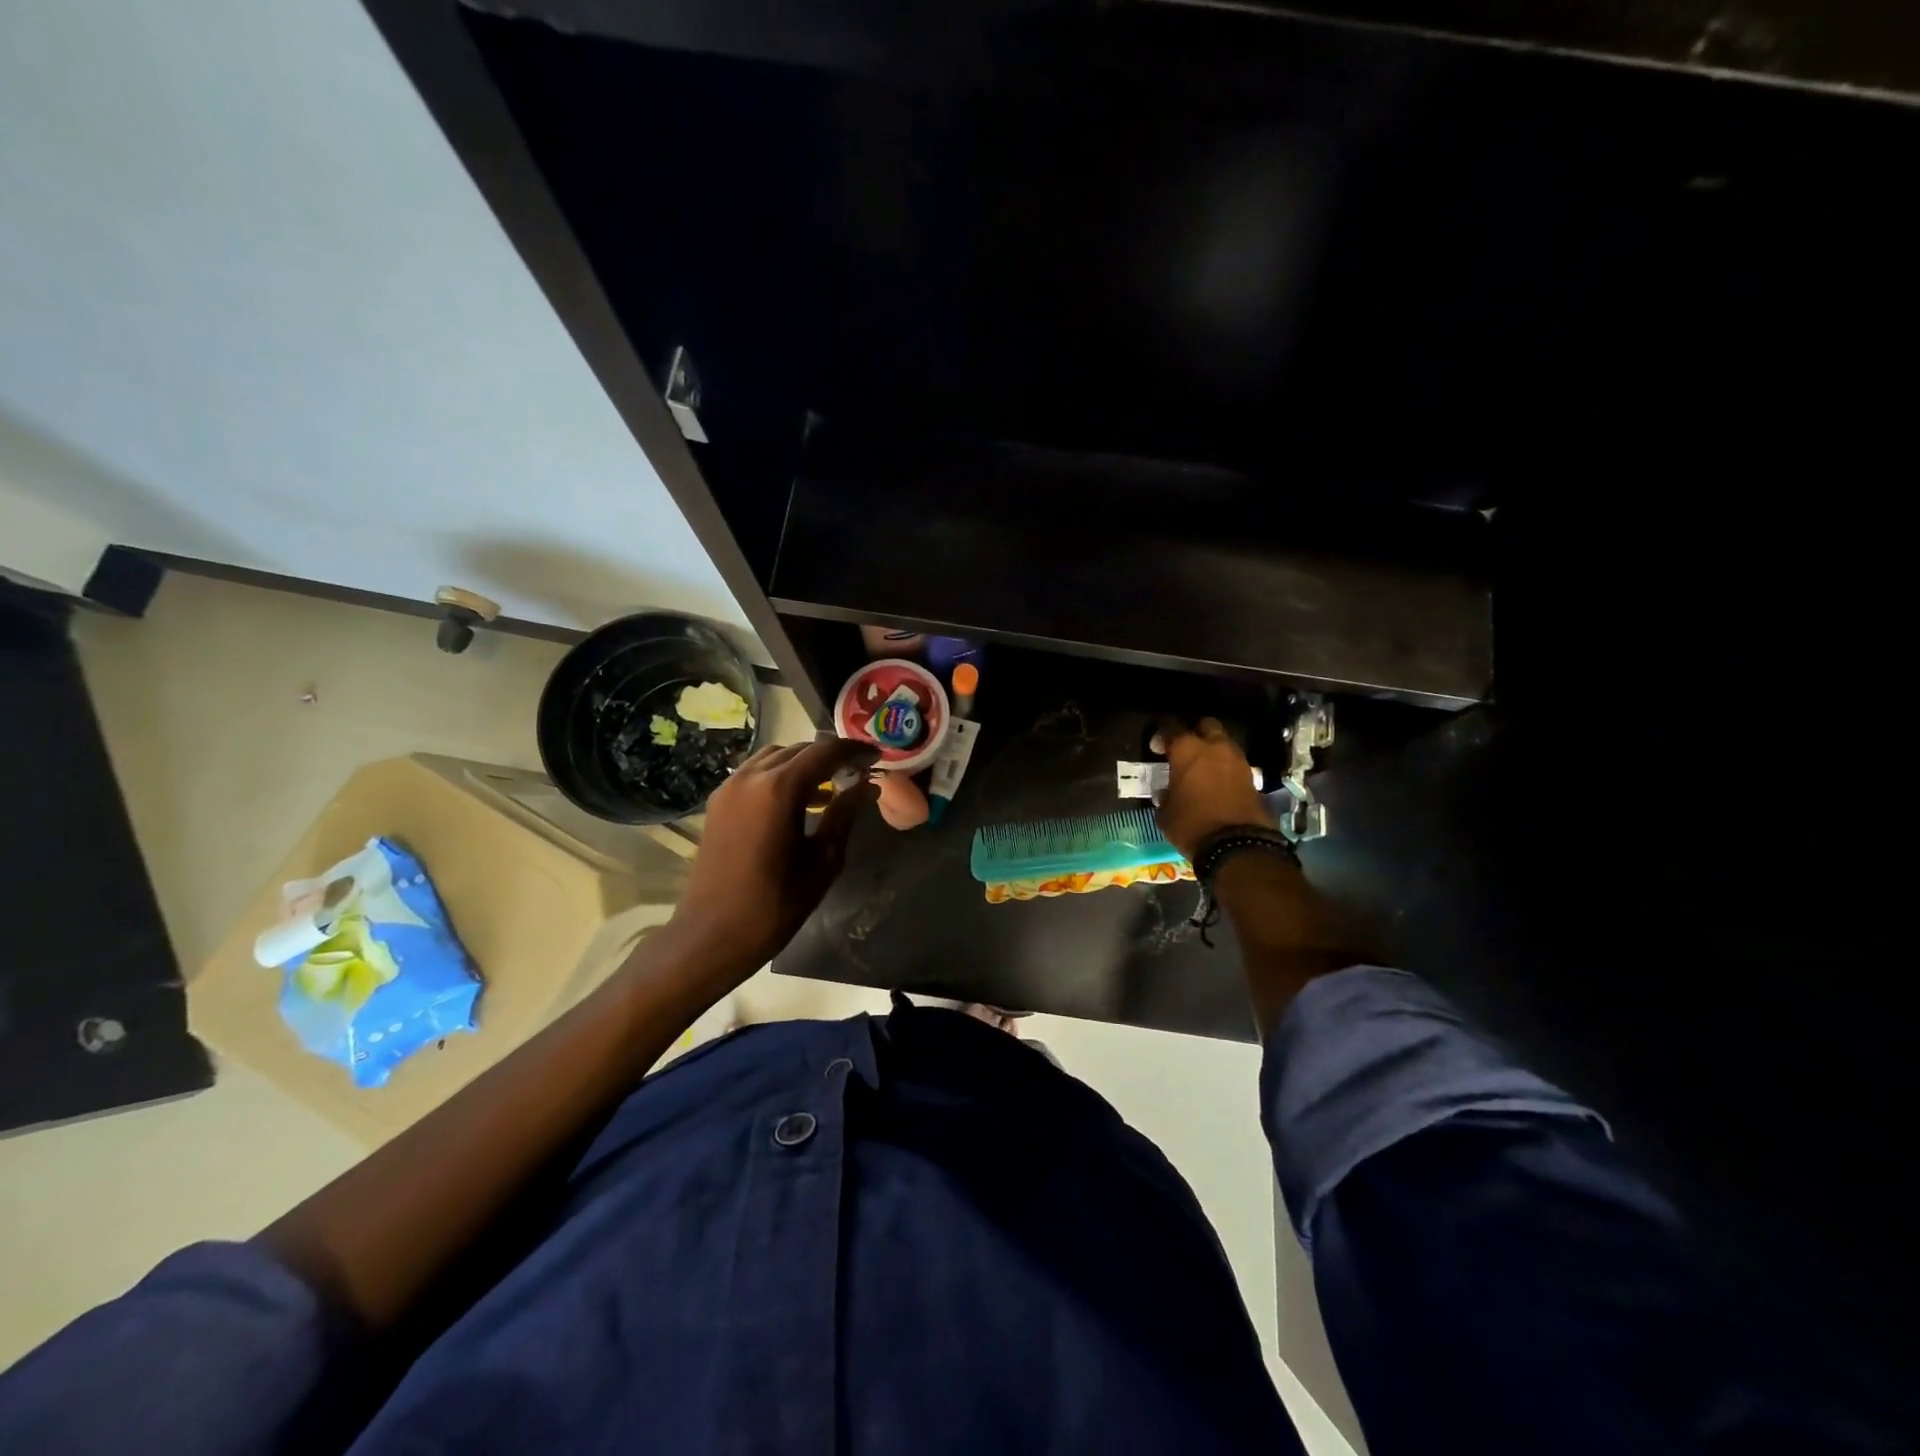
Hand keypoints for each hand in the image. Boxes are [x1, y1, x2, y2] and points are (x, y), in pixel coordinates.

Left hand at [672, 737, 880, 973]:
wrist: (711, 936)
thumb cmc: (775, 905)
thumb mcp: (822, 861)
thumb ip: (845, 815)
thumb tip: (869, 787)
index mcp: (779, 789)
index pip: (824, 752)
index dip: (854, 750)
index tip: (876, 758)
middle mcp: (751, 777)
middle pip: (799, 750)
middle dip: (830, 755)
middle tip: (857, 772)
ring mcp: (729, 787)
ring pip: (775, 757)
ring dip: (804, 763)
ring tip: (829, 785)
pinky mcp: (718, 802)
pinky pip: (755, 773)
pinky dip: (780, 775)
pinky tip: (797, 801)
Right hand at [1153, 717, 1273, 861]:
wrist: (1238, 845)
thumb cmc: (1192, 825)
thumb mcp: (1166, 813)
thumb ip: (1165, 796)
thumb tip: (1168, 792)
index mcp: (1187, 750)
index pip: (1171, 728)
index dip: (1161, 735)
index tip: (1156, 747)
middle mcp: (1214, 747)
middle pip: (1206, 725)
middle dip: (1194, 732)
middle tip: (1184, 749)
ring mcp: (1237, 761)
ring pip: (1224, 743)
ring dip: (1213, 751)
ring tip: (1201, 769)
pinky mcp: (1253, 777)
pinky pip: (1234, 764)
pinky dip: (1225, 769)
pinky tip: (1216, 784)